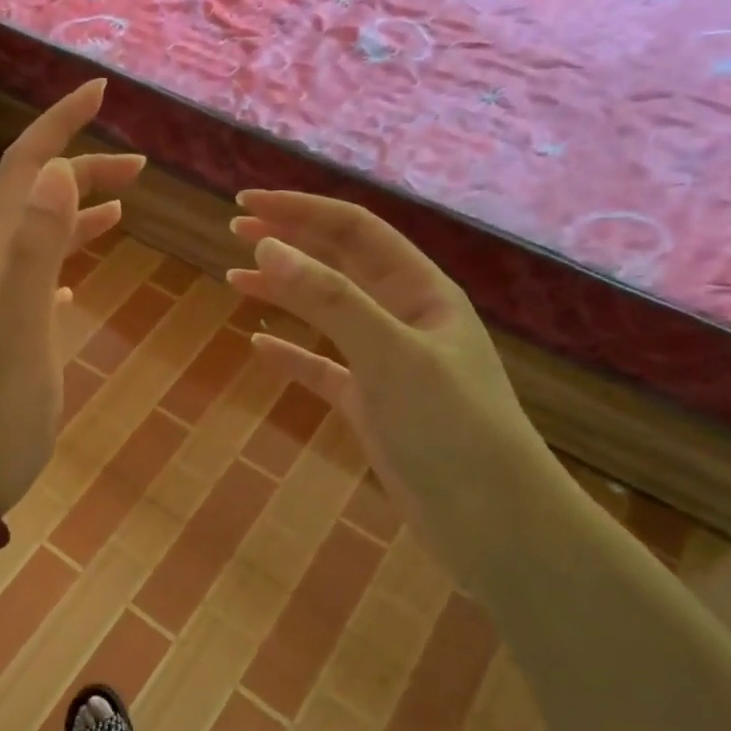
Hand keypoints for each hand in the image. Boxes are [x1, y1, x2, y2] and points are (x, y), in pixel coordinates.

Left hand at [0, 80, 143, 513]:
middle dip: (82, 167)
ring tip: (125, 204)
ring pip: (42, 238)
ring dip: (79, 212)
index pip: (26, 170)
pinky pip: (42, 282)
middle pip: (37, 198)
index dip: (59, 126)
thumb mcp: (19, 332)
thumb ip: (37, 252)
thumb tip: (59, 171)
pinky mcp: (13, 337)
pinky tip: (83, 277)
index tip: (99, 92)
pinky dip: (67, 262)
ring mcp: (1, 305)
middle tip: (140, 164)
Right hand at [226, 190, 556, 573]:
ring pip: (328, 313)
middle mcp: (405, 318)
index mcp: (420, 292)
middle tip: (235, 231)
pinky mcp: (373, 407)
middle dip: (290, 241)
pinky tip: (260, 346)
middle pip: (340, 263)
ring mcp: (388, 364)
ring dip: (285, 291)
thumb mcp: (390, 355)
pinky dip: (291, 353)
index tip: (245, 205)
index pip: (353, 231)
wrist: (495, 526)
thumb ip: (331, 299)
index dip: (299, 211)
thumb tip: (269, 246)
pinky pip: (323, 367)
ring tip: (236, 278)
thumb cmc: (451, 430)